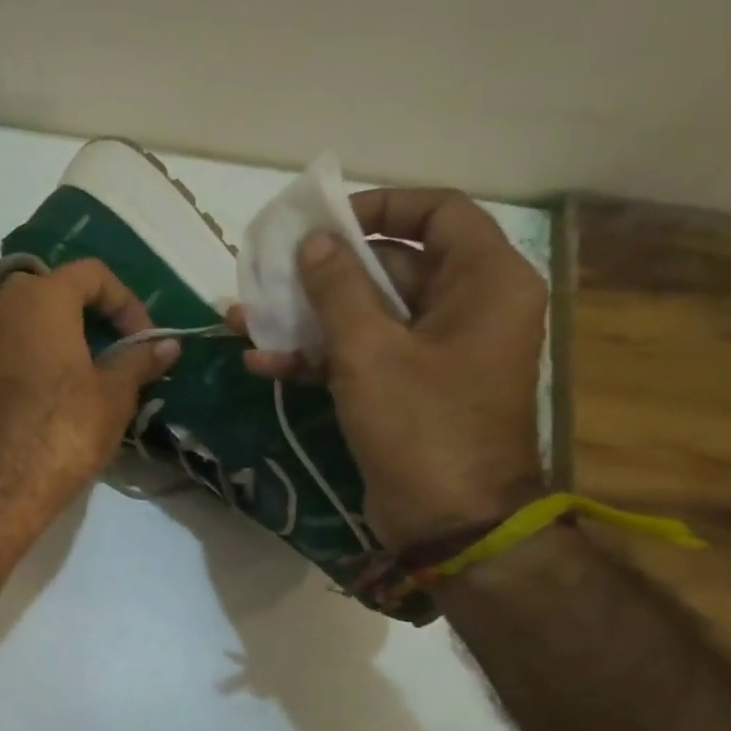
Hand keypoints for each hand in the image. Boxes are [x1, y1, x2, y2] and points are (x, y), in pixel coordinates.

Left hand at [0, 259, 178, 512]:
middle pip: (55, 287)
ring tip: (94, 365)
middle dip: (90, 309)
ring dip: (66, 330)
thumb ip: (140, 360)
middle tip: (115, 341)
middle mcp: (7, 307)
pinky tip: (64, 384)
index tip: (143, 339)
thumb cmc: (66, 426)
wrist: (4, 479)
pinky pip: (17, 342)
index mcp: (43, 298)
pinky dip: (43, 349)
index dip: (126, 301)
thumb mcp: (115, 393)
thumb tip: (167, 346)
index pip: (91, 274)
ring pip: (32, 315)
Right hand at [237, 188, 546, 548]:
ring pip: (367, 314)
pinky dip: (317, 356)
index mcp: (484, 282)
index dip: (379, 208)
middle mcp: (467, 307)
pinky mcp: (408, 387)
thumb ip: (337, 288)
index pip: (437, 212)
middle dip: (324, 272)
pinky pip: (362, 354)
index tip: (324, 223)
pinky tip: (262, 363)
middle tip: (269, 273)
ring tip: (246, 318)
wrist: (449, 523)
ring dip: (308, 317)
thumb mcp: (370, 351)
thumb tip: (313, 241)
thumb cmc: (421, 425)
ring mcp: (436, 351)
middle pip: (392, 265)